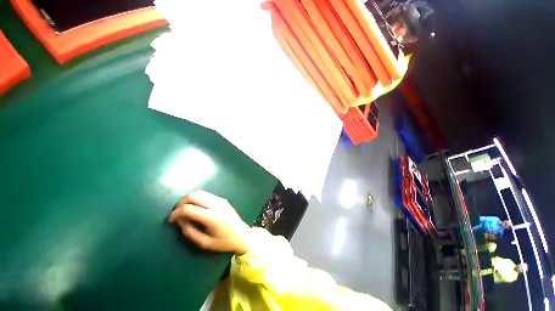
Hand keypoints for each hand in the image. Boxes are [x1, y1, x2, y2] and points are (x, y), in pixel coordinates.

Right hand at [169, 190, 251, 254]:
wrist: (242, 235)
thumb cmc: (224, 242)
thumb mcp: (204, 243)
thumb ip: (190, 231)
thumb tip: (180, 220)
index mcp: (212, 217)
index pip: (189, 208)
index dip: (176, 213)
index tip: (170, 220)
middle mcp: (217, 204)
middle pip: (194, 195)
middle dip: (181, 203)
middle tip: (177, 214)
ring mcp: (221, 200)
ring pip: (200, 192)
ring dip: (189, 199)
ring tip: (185, 210)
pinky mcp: (223, 199)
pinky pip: (207, 194)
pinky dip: (198, 198)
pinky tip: (196, 208)